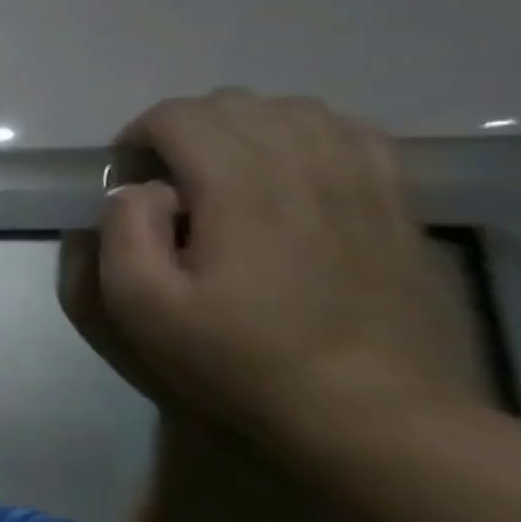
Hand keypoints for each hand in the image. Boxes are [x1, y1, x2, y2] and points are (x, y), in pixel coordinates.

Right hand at [78, 90, 478, 432]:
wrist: (377, 417)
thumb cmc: (241, 361)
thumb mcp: (141, 307)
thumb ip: (123, 230)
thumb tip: (144, 189)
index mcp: (241, 191)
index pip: (178, 116)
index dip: (137, 136)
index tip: (127, 181)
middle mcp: (305, 169)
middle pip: (231, 103)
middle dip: (182, 129)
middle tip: (167, 182)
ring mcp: (362, 183)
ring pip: (291, 109)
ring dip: (241, 128)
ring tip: (222, 176)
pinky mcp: (397, 204)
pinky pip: (350, 132)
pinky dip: (305, 135)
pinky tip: (289, 173)